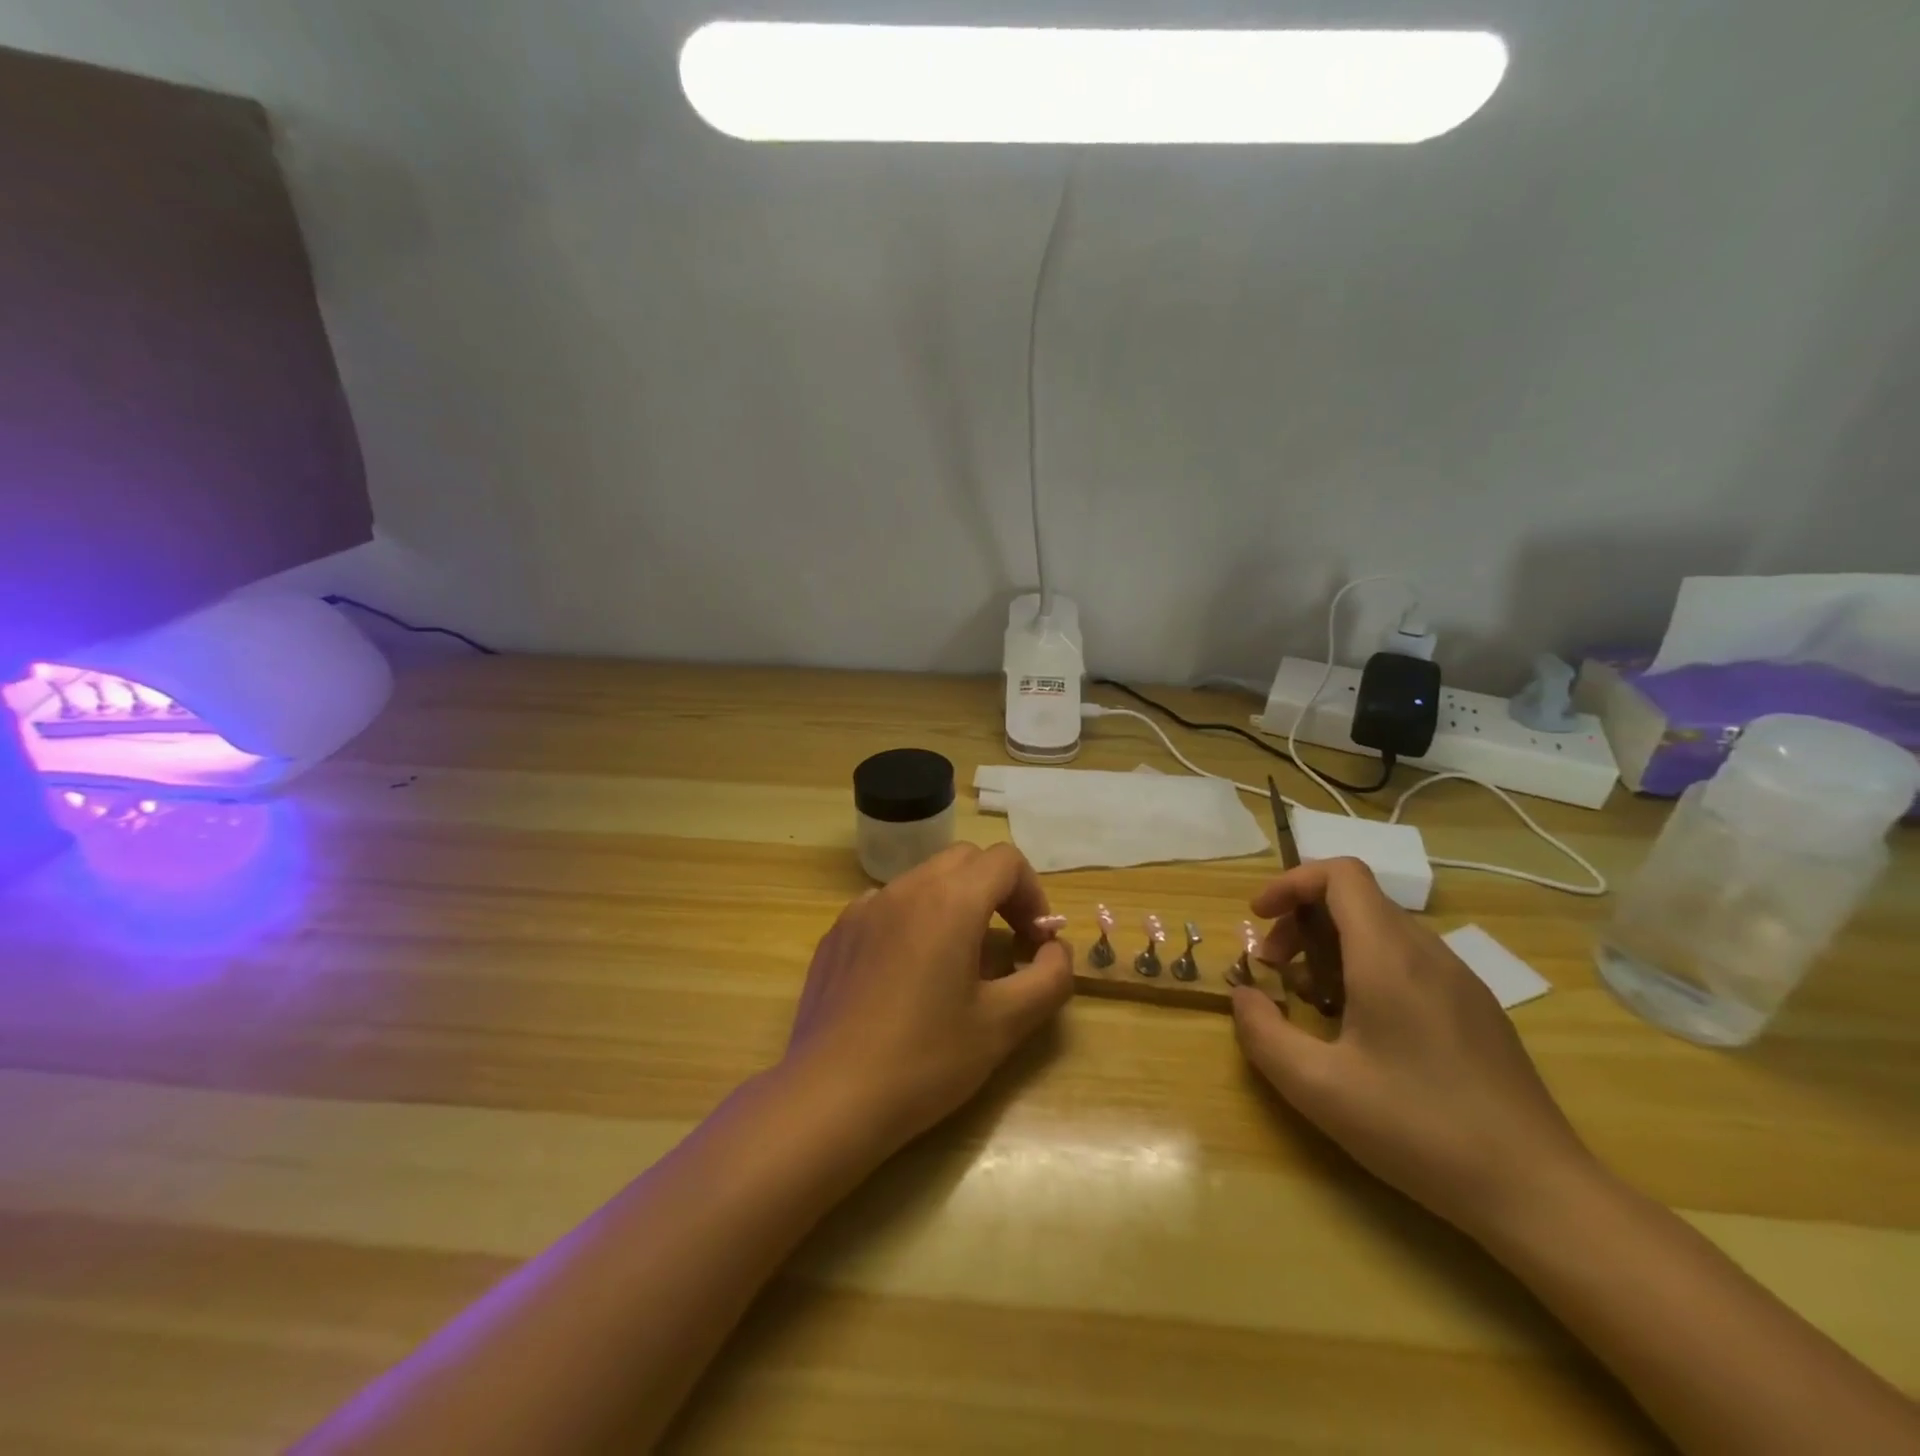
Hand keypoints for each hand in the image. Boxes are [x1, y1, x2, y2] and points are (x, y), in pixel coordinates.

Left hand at [781, 843, 1074, 1157]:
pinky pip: (887, 907)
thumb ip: (1049, 978)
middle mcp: (905, 888)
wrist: (829, 1097)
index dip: (1033, 893)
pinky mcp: (837, 933)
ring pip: (923, 880)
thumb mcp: (1004, 1025)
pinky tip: (906, 976)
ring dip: (954, 904)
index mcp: (950, 900)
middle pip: (965, 861)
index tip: (1035, 940)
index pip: (1005, 861)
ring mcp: (863, 907)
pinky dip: (912, 921)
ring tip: (957, 963)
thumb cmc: (925, 1060)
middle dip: (996, 891)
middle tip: (1007, 943)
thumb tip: (1055, 950)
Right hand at [1232, 857, 1597, 1241]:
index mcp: (1388, 957)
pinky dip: (1367, 967)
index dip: (1291, 882)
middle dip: (1301, 920)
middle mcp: (1427, 953)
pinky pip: (1409, 960)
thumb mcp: (1318, 1088)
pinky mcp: (1477, 1009)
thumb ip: (1263, 1033)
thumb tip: (1243, 995)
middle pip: (1355, 899)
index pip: (1340, 874)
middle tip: (1275, 970)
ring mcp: (1460, 980)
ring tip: (1313, 1000)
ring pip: (1382, 929)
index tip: (1259, 918)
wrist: (1539, 1192)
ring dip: (1332, 945)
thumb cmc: (1420, 1130)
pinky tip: (1363, 1028)